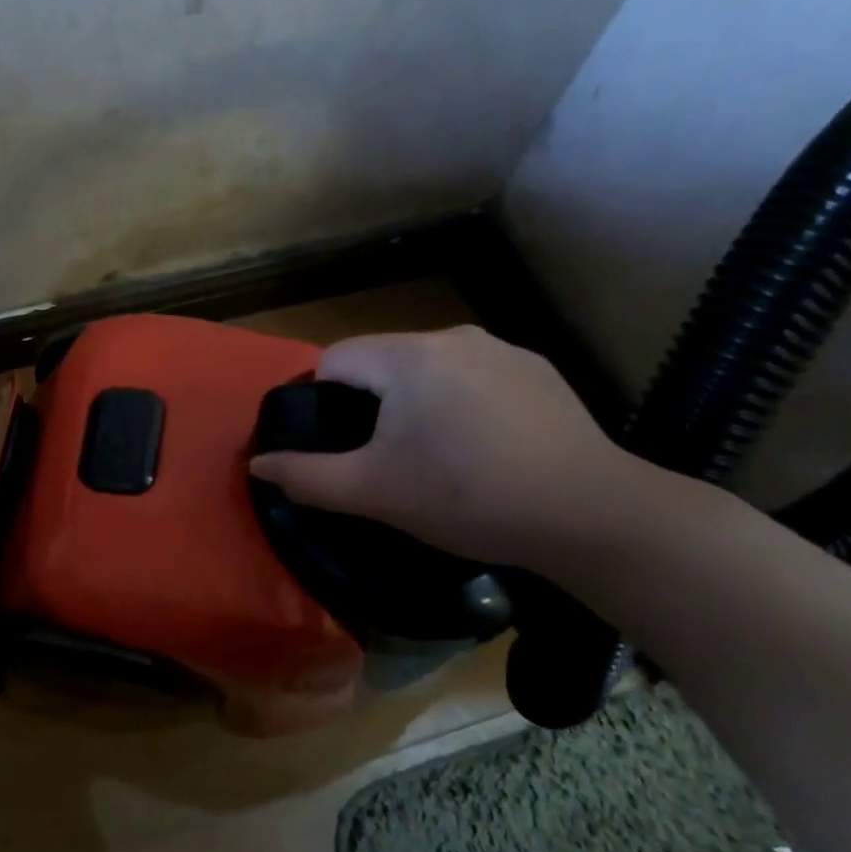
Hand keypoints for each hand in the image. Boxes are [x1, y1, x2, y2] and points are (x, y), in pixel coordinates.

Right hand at [248, 326, 640, 569]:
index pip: (335, 360)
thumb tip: (258, 464)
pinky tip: (482, 445)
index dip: (323, 403)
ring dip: (414, 401)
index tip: (342, 447)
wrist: (592, 515)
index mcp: (408, 356)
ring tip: (434, 455)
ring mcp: (501, 348)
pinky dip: (459, 401)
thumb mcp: (374, 492)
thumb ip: (306, 476)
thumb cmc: (468, 498)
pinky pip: (471, 375)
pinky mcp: (536, 369)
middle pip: (380, 361)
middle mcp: (452, 336)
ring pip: (426, 367)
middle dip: (370, 403)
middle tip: (385, 459)